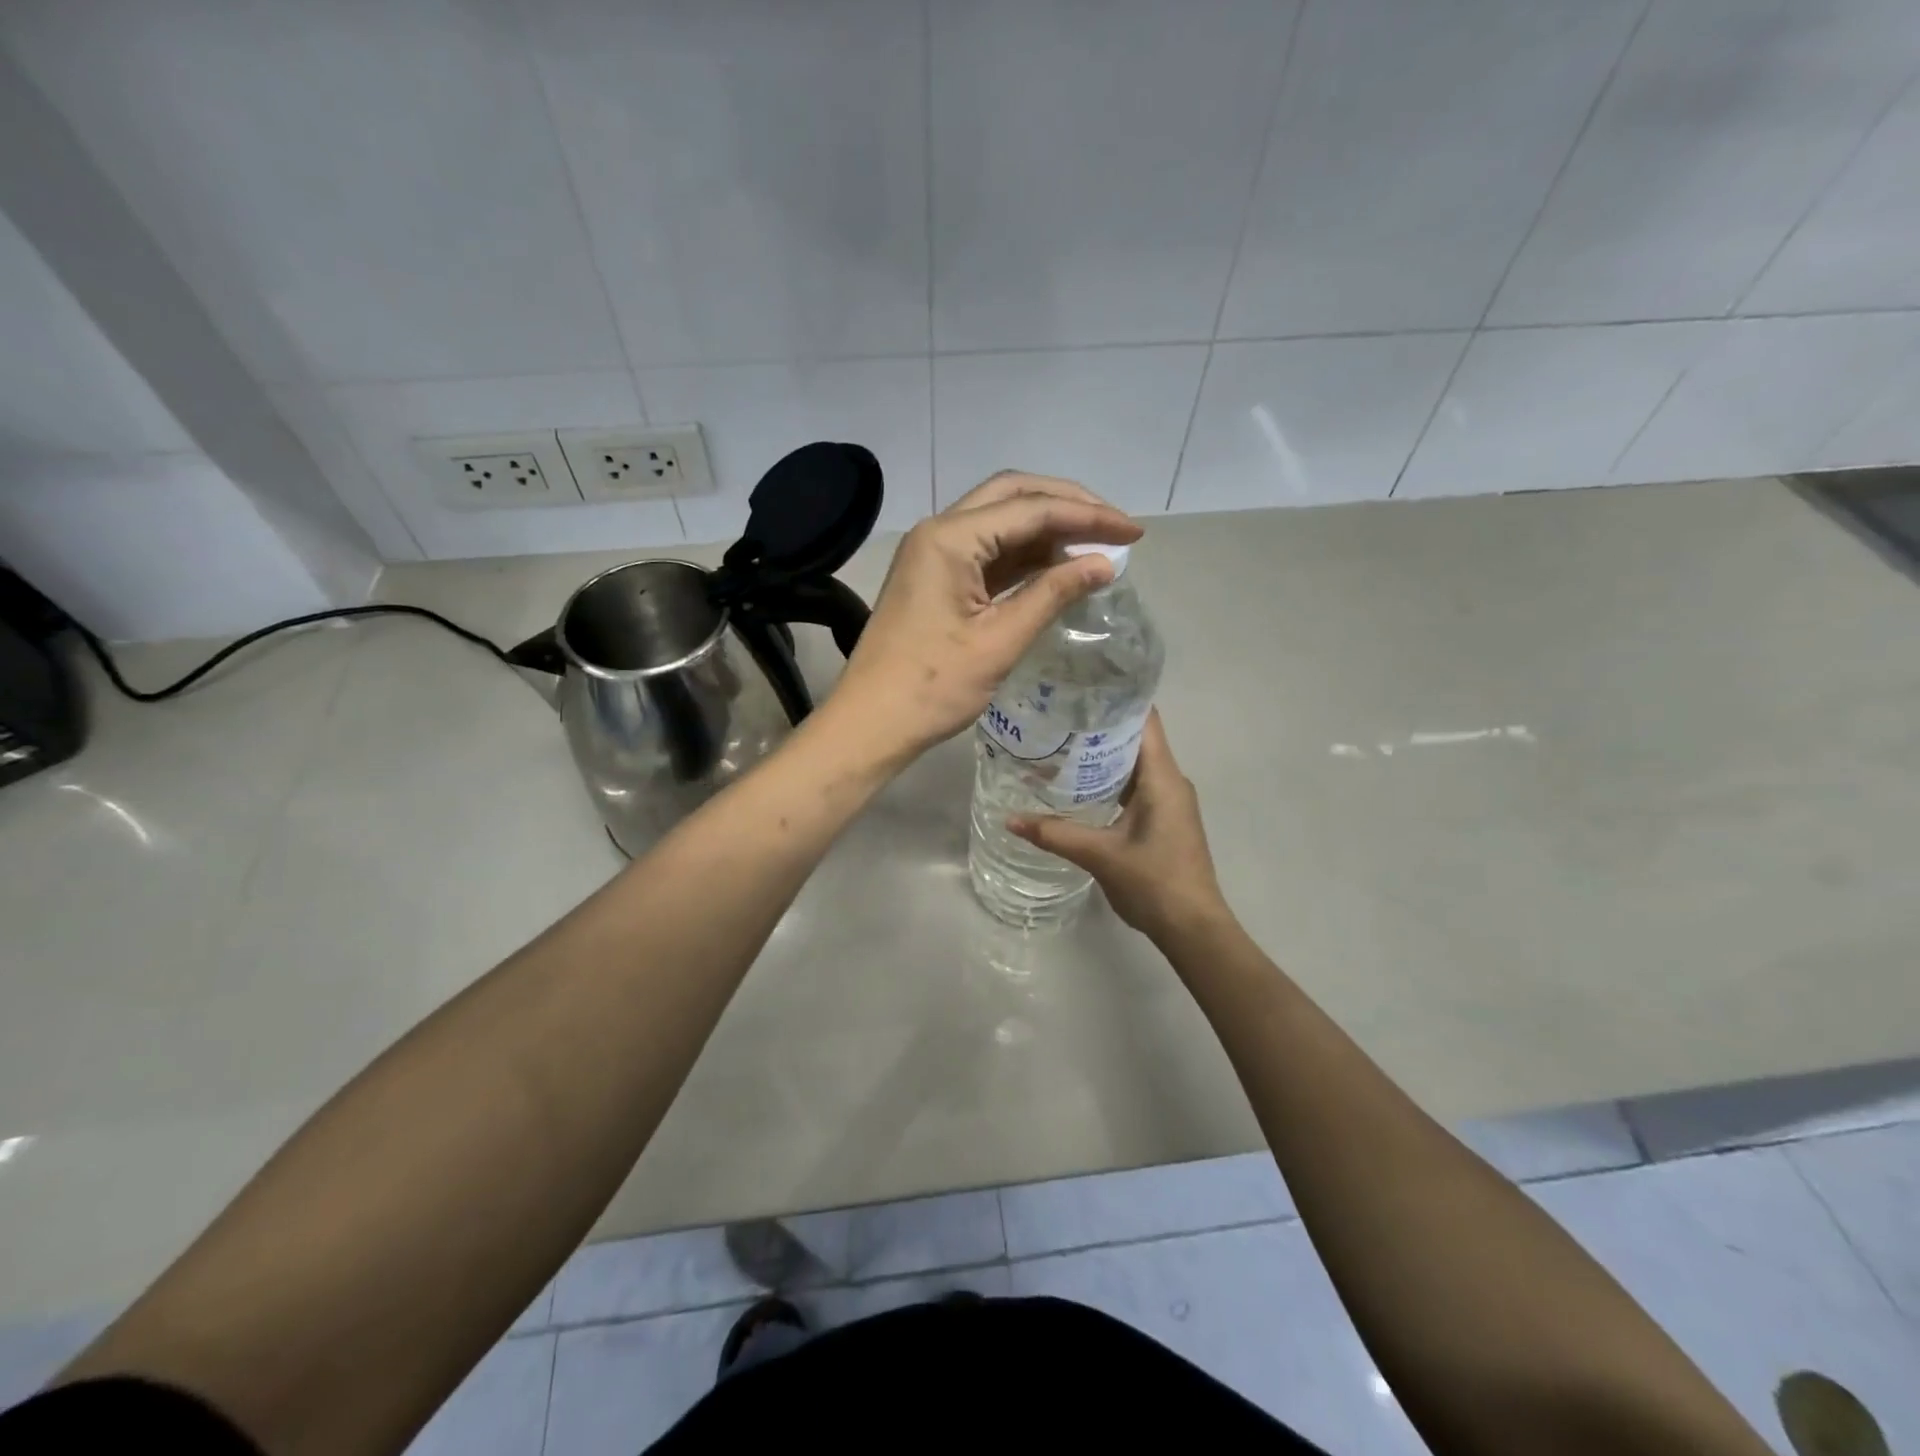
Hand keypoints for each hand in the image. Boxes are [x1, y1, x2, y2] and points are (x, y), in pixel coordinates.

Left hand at [830, 472, 1140, 760]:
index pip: (1031, 509)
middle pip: (1013, 497)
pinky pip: (987, 552)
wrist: (871, 723)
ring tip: (1094, 548)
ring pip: (999, 522)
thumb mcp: (1000, 641)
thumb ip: (1053, 594)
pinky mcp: (935, 577)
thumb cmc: (933, 687)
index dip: (1088, 517)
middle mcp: (939, 532)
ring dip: (1046, 529)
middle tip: (1114, 527)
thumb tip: (1105, 564)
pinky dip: (1024, 556)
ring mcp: (933, 554)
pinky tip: (1056, 568)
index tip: (1134, 533)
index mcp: (950, 538)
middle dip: (1067, 506)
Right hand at [1008, 711, 1227, 943]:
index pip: (1145, 719)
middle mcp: (1170, 780)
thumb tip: (1009, 819)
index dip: (1117, 698)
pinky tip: (1078, 784)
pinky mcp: (1164, 819)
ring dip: (1103, 753)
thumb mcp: (1100, 855)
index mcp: (1163, 777)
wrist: (1193, 928)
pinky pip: (1136, 785)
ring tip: (1060, 743)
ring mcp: (1169, 801)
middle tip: (1056, 714)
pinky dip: (1109, 778)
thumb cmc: (1154, 882)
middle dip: (1099, 724)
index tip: (1080, 686)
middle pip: (1136, 737)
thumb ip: (1055, 834)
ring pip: (1135, 763)